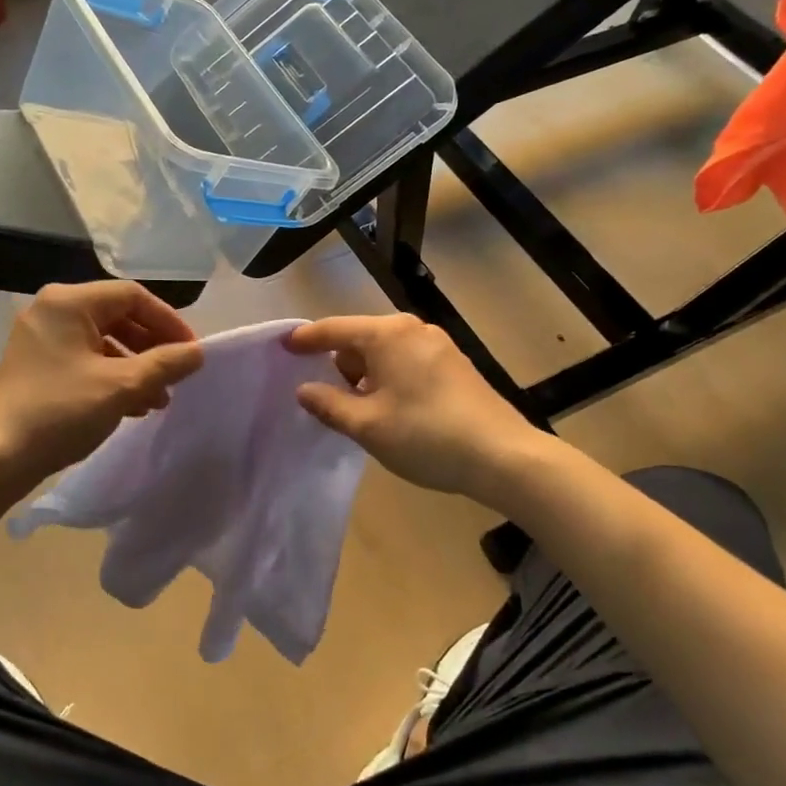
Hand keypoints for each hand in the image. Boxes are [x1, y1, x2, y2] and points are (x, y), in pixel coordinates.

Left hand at [0, 281, 203, 483]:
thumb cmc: (61, 411)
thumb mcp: (121, 386)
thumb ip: (165, 364)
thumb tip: (198, 352)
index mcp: (68, 302)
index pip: (133, 296)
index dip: (168, 322)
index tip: (191, 352)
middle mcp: (52, 311)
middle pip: (118, 316)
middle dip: (152, 347)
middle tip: (176, 375)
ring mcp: (41, 339)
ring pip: (103, 341)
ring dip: (135, 366)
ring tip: (157, 399)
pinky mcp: (37, 366)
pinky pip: (85, 360)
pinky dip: (112, 377)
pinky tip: (132, 406)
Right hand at [287, 314, 540, 497]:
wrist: (503, 456)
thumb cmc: (425, 435)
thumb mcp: (367, 425)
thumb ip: (329, 404)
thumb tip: (304, 390)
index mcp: (387, 334)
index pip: (334, 329)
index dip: (306, 339)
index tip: (283, 347)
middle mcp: (412, 329)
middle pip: (360, 339)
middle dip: (339, 365)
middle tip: (326, 399)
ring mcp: (438, 345)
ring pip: (385, 353)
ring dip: (365, 376)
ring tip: (360, 412)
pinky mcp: (454, 365)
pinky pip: (406, 363)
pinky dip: (389, 379)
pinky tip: (391, 411)